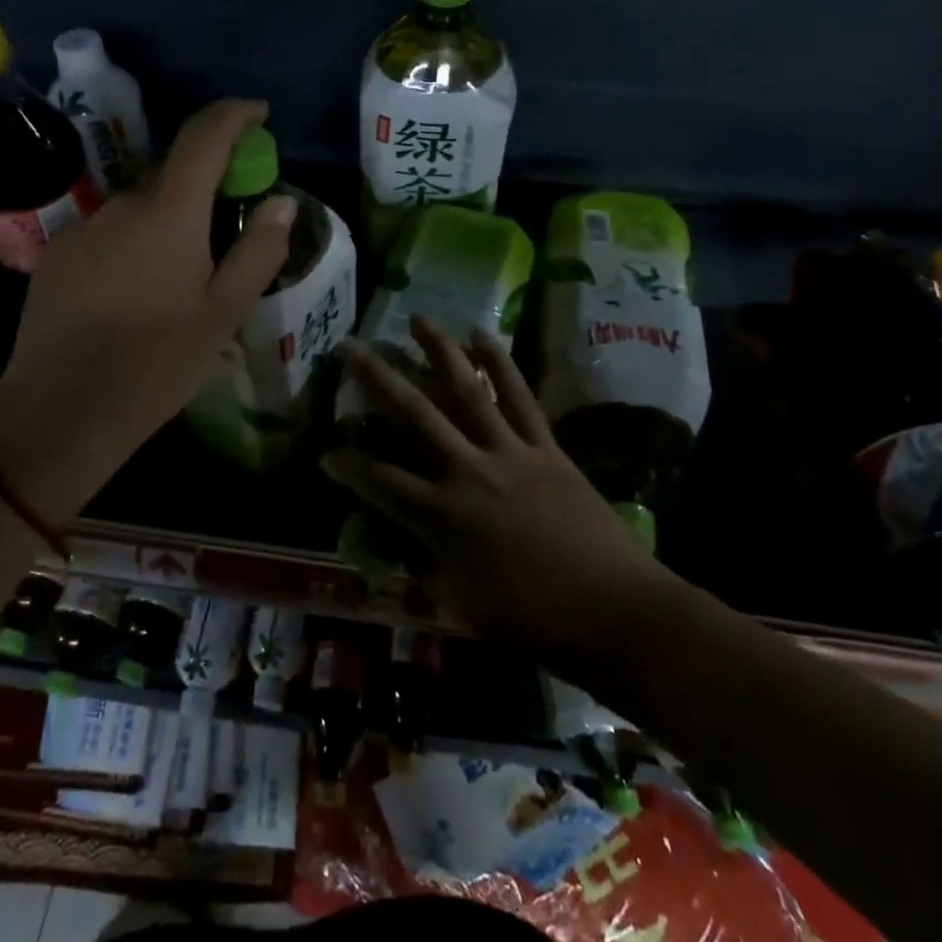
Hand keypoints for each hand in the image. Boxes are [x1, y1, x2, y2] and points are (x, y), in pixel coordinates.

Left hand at [0, 99, 294, 520]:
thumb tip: (281, 202)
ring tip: (179, 281)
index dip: (234, 115)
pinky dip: (132, 245)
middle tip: (227, 233)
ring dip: (166, 224)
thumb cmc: (157, 363)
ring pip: (140, 210)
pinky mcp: (57, 255)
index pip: (204, 136)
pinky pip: (108, 234)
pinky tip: (134, 296)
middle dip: (205, 188)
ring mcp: (83, 228)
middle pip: (173, 177)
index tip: (258, 114)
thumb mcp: (223, 314)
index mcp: (170, 212)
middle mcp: (122, 204)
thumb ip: (258, 251)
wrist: (61, 410)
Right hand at [324, 315, 661, 661]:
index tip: (324, 450)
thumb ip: (427, 579)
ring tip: (418, 319)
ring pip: (467, 391)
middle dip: (377, 378)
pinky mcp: (546, 447)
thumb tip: (400, 562)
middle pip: (414, 415)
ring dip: (440, 351)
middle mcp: (468, 472)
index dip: (347, 467)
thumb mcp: (466, 611)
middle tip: (349, 347)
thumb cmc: (537, 622)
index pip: (380, 483)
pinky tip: (483, 335)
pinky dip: (501, 364)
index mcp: (444, 517)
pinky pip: (520, 397)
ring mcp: (509, 452)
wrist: (617, 612)